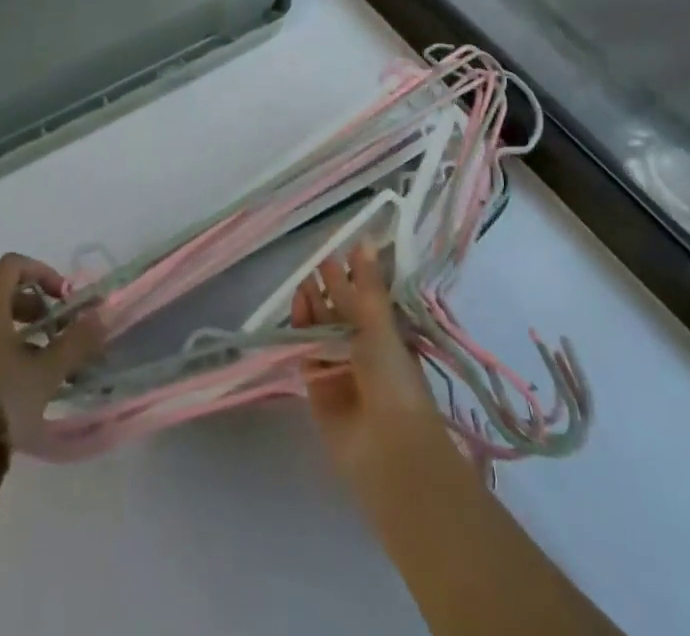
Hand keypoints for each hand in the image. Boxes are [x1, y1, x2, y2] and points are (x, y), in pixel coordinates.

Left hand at [0, 253, 103, 450]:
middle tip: (56, 329)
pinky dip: (3, 349)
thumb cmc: (1, 397)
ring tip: (44, 361)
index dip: (43, 273)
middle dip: (35, 304)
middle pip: (3, 290)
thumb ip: (77, 341)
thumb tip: (103, 316)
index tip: (63, 298)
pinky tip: (21, 382)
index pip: (14, 264)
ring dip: (21, 330)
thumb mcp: (47, 370)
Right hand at [291, 244, 449, 485]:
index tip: (337, 251)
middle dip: (329, 289)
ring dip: (313, 307)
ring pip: (321, 331)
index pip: (365, 300)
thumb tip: (366, 240)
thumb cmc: (394, 379)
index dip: (352, 278)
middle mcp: (363, 352)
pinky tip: (295, 309)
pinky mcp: (317, 389)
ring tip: (303, 281)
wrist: (387, 449)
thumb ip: (367, 285)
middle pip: (340, 314)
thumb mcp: (381, 325)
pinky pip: (306, 354)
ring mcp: (339, 371)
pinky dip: (300, 333)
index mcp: (386, 338)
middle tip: (316, 263)